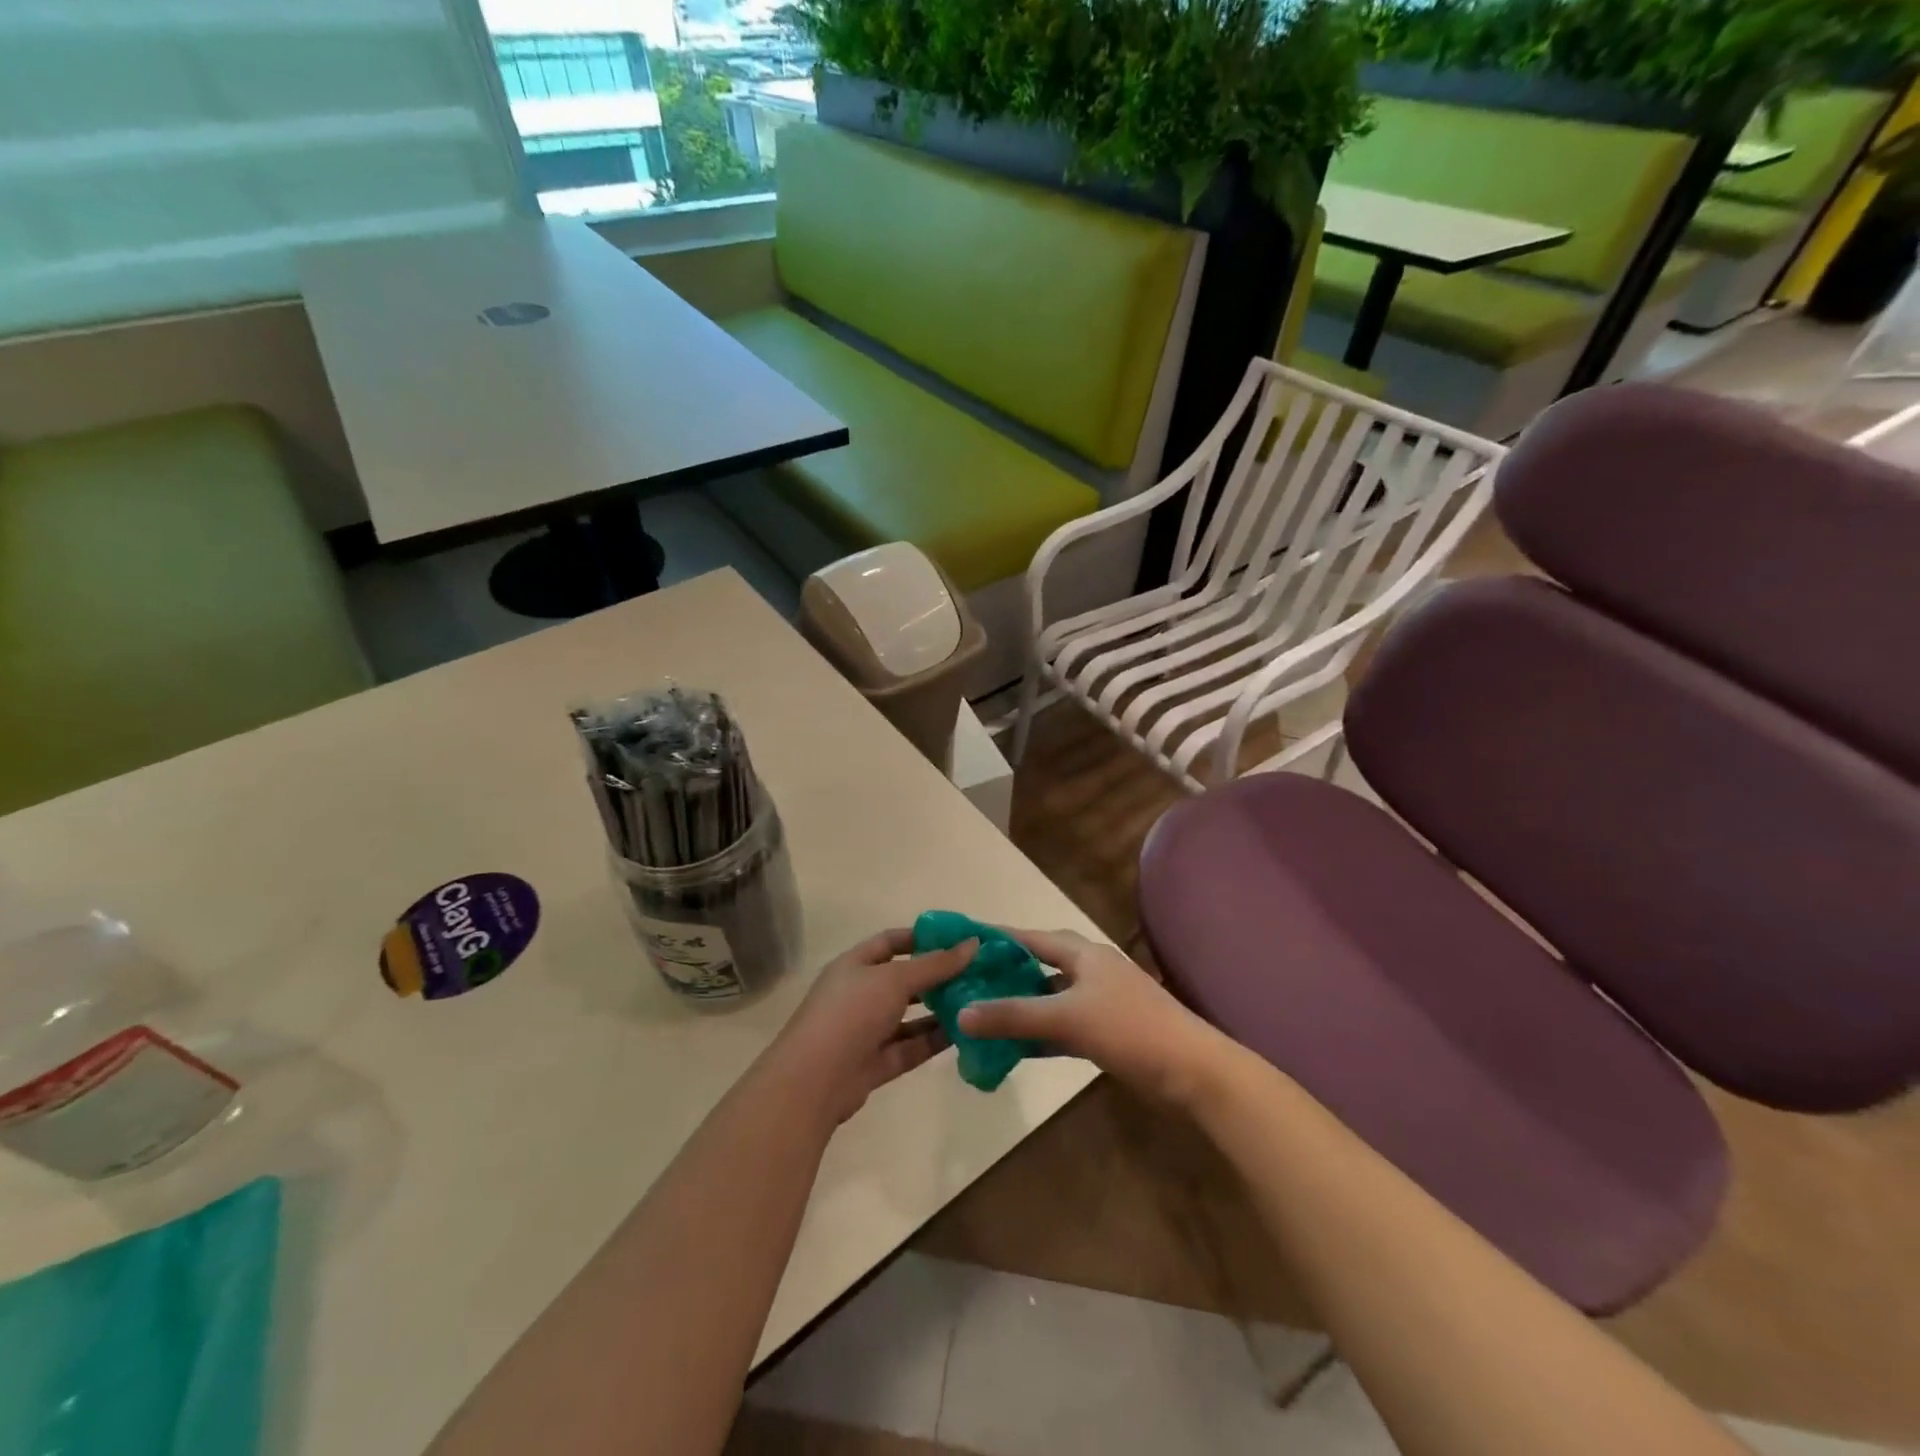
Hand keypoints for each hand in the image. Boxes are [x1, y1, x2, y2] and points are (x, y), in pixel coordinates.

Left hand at [759, 928, 974, 1125]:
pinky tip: (964, 1033)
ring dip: (939, 1010)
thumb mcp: (895, 979)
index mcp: (855, 965)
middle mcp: (860, 994)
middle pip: (903, 980)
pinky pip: (910, 1047)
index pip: (891, 942)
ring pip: (909, 1017)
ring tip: (977, 1003)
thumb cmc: (851, 1013)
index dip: (922, 937)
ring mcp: (866, 1030)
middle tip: (977, 973)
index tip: (958, 939)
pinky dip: (934, 1040)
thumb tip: (973, 943)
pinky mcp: (875, 1063)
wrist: (813, 1081)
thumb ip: (936, 964)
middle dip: (937, 977)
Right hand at [956, 928, 1229, 1106]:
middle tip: (969, 983)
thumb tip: (961, 1014)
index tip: (965, 941)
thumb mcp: (1066, 1018)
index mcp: (1083, 954)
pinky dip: (1041, 1034)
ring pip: (1051, 998)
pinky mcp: (1108, 1032)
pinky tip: (1017, 1048)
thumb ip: (1013, 1015)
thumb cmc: (1129, 1028)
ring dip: (1023, 1007)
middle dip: (1008, 974)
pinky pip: (1063, 1026)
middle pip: (1041, 965)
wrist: (1192, 1071)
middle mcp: (1090, 971)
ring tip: (984, 1015)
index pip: (1032, 938)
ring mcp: (1101, 1003)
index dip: (1000, 938)